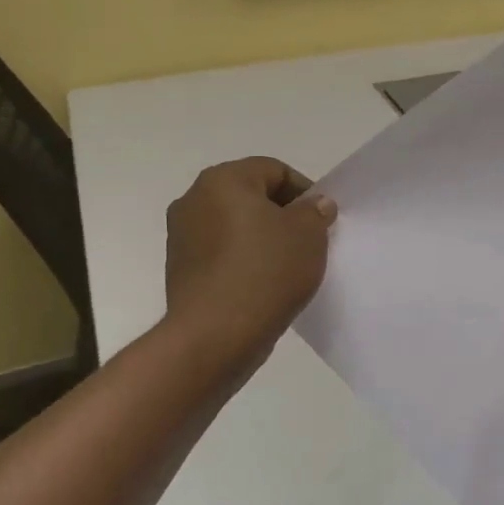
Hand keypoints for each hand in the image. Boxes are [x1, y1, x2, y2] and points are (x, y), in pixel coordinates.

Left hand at [162, 158, 336, 363]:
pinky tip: (263, 284)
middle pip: (251, 196)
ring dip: (262, 238)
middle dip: (282, 214)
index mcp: (223, 180)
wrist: (217, 334)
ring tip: (288, 266)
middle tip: (310, 240)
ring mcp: (181, 236)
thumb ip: (315, 211)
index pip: (274, 170)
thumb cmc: (266, 271)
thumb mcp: (308, 235)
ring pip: (235, 226)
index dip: (305, 190)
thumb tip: (314, 204)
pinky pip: (221, 253)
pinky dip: (244, 260)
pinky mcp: (180, 269)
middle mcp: (194, 199)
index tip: (323, 219)